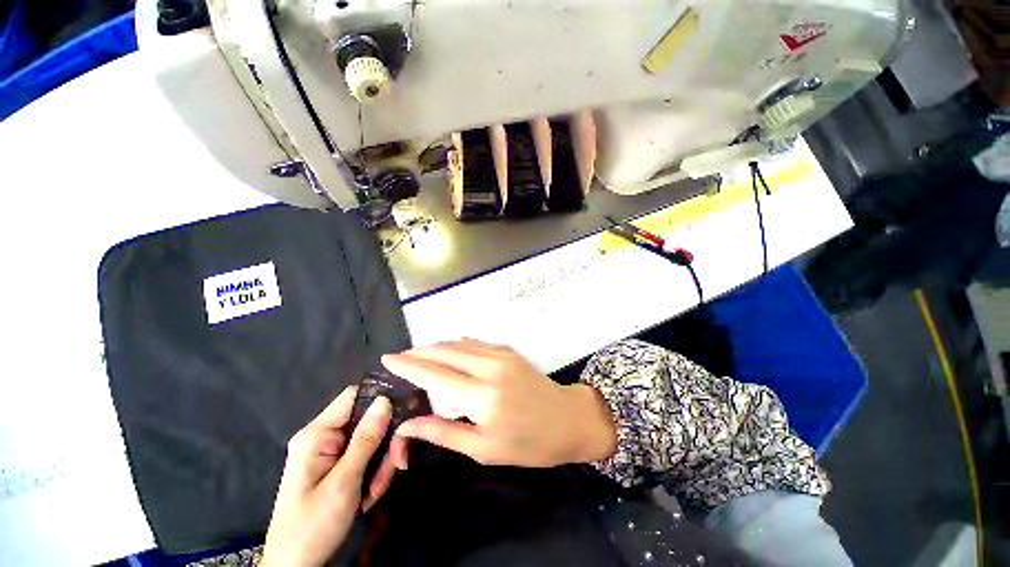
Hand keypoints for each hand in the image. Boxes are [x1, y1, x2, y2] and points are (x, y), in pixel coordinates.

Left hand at [260, 387, 391, 566]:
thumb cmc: (312, 526)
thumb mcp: (343, 483)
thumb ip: (366, 439)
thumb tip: (386, 399)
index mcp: (317, 434)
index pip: (354, 396)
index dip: (381, 398)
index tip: (406, 411)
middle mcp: (324, 437)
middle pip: (367, 420)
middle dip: (385, 442)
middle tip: (398, 463)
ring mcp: (331, 452)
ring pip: (371, 440)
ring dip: (381, 462)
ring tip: (377, 489)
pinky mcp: (337, 466)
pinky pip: (366, 456)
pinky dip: (374, 472)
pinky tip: (371, 493)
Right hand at [380, 339, 616, 467]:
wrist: (568, 419)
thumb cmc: (528, 444)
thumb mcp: (484, 449)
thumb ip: (443, 433)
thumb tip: (407, 425)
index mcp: (482, 396)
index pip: (435, 375)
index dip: (409, 365)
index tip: (388, 359)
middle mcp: (489, 367)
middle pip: (444, 352)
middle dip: (419, 352)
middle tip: (399, 357)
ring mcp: (501, 354)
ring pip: (459, 344)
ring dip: (436, 347)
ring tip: (419, 355)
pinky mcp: (508, 350)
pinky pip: (475, 343)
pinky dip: (456, 345)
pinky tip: (448, 351)